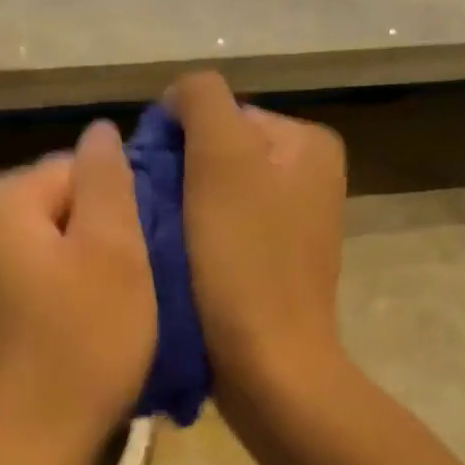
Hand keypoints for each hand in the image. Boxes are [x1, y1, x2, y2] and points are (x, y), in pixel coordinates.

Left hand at [0, 121, 155, 464]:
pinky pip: (30, 270)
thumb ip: (108, 178)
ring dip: (82, 264)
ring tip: (105, 309)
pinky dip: (58, 287)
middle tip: (124, 287)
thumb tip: (100, 131)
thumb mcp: (114, 250)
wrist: (28, 439)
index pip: (78, 170)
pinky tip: (76, 324)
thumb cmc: (82, 342)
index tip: (134, 260)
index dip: (117, 212)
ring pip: (49, 239)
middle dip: (97, 236)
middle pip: (61, 202)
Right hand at [166, 71, 347, 402]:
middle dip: (178, 177)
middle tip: (154, 215)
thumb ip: (201, 101)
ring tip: (163, 242)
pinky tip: (180, 262)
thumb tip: (179, 98)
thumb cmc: (243, 261)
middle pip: (217, 153)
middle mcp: (309, 175)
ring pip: (214, 193)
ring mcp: (294, 222)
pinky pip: (222, 229)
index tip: (155, 185)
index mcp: (306, 143)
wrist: (268, 366)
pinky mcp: (273, 261)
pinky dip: (195, 239)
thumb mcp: (222, 159)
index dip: (177, 142)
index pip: (218, 114)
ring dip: (180, 209)